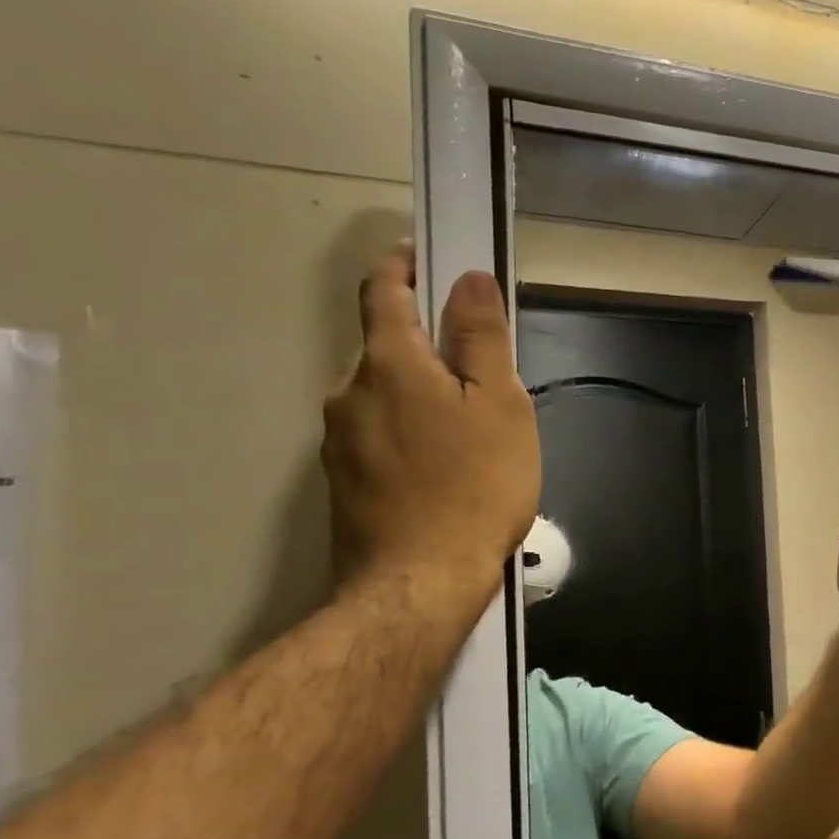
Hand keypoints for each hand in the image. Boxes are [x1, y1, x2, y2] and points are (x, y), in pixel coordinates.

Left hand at [322, 242, 539, 616]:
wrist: (420, 582)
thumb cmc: (476, 486)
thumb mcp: (500, 406)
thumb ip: (481, 339)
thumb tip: (468, 279)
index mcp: (390, 364)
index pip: (383, 292)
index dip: (403, 266)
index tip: (424, 257)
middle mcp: (349, 392)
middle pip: (385, 350)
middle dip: (425, 349)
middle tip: (478, 377)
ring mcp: (338, 441)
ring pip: (381, 398)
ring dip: (417, 397)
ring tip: (467, 435)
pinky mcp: (341, 482)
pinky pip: (376, 437)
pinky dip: (406, 435)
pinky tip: (442, 471)